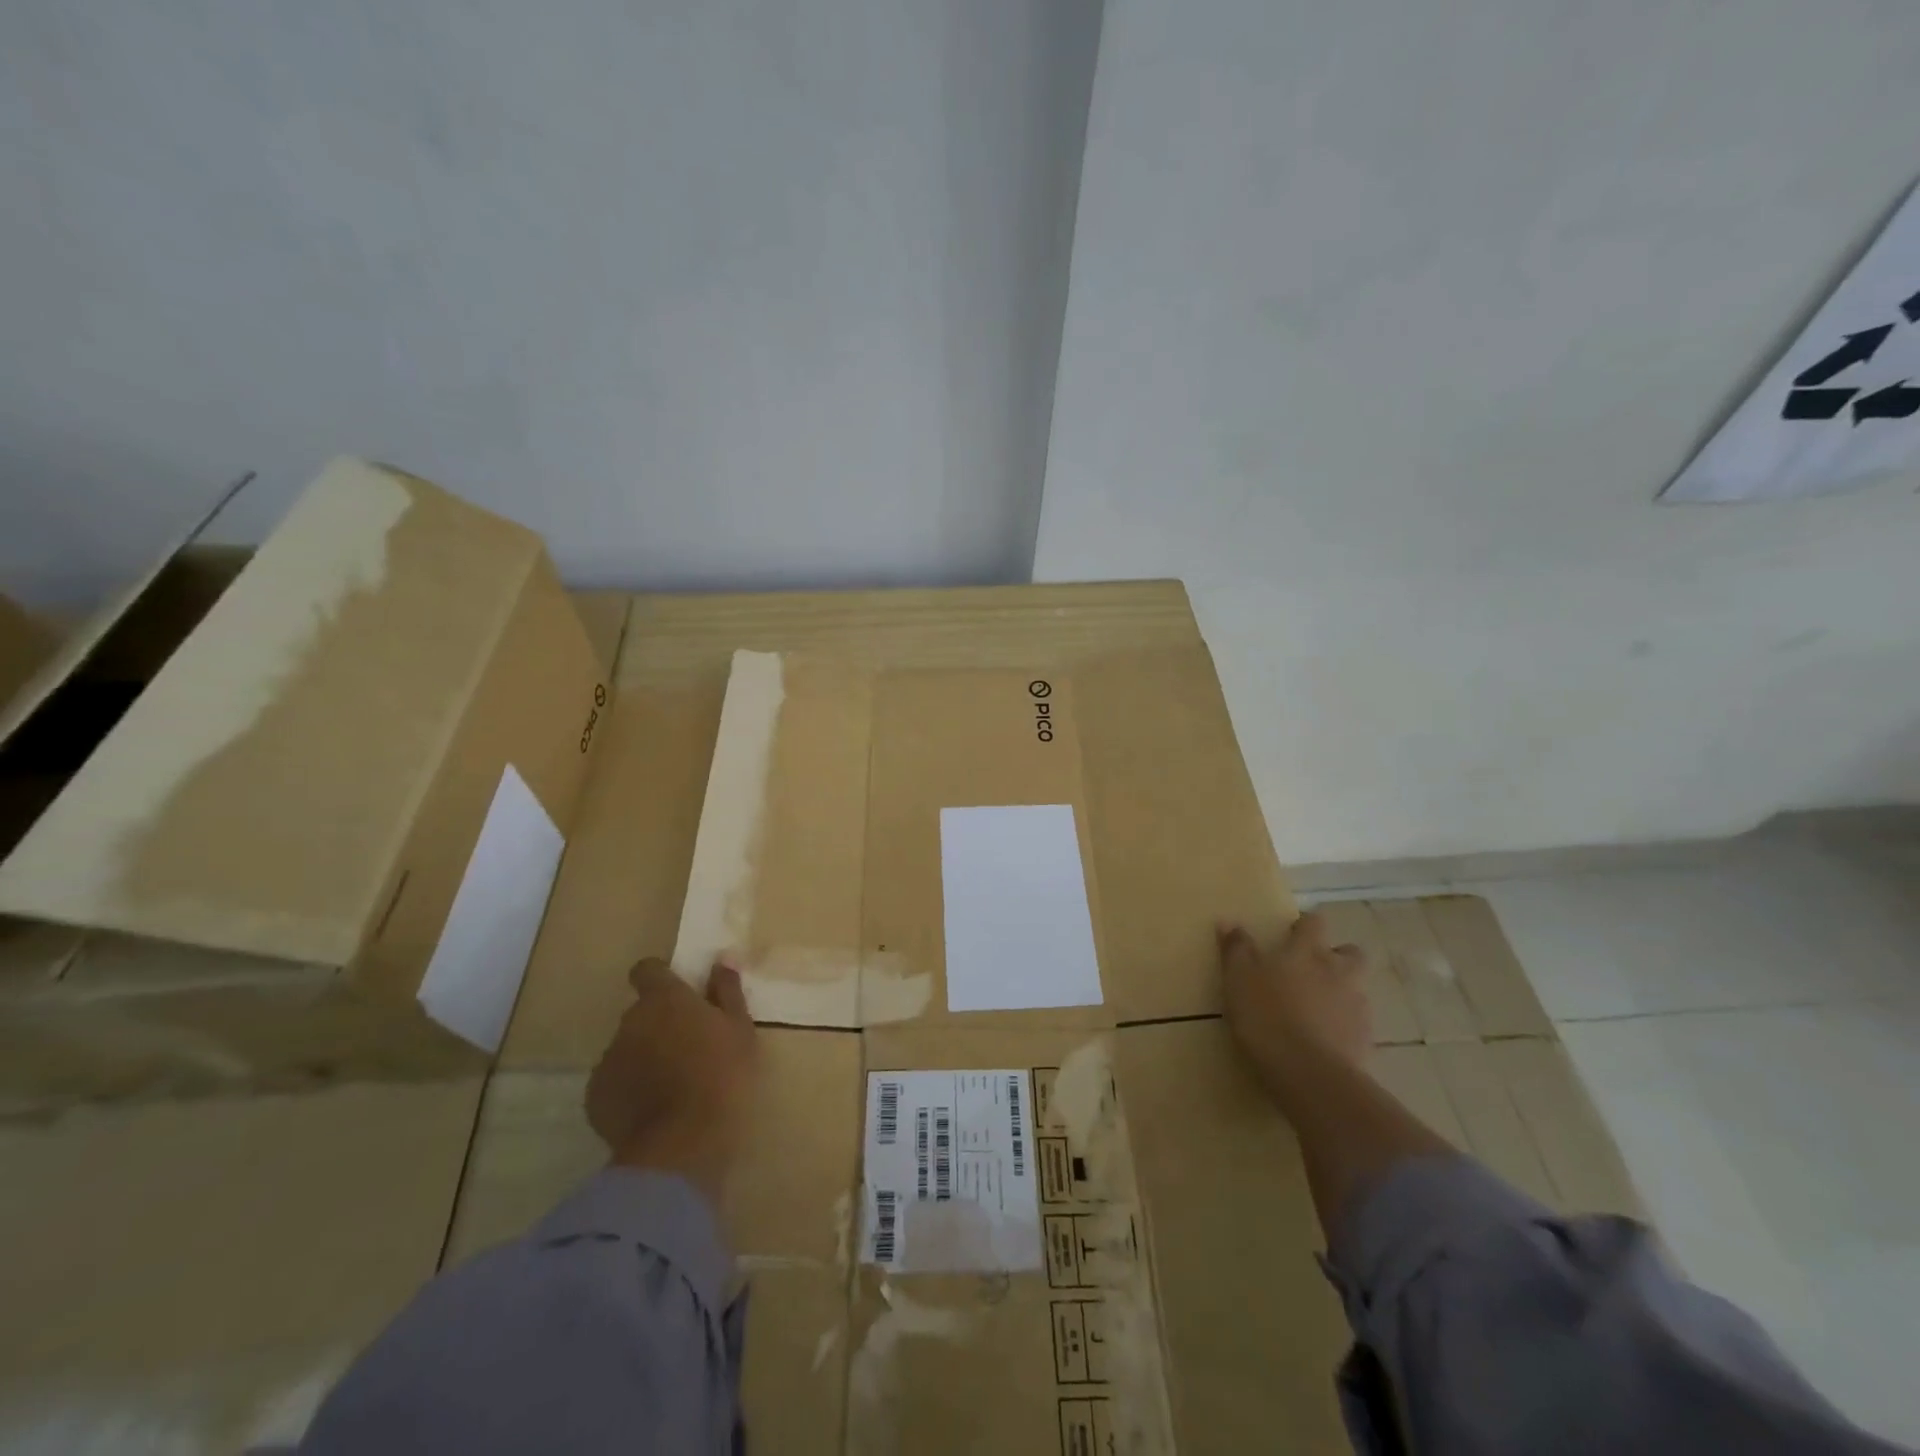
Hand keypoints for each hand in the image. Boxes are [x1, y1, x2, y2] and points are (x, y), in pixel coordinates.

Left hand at [585, 958, 758, 1204]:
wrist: (683, 1143)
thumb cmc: (722, 1075)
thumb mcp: (740, 1028)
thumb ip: (727, 990)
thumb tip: (721, 959)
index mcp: (664, 999)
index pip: (648, 970)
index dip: (660, 978)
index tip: (679, 994)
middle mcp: (629, 1021)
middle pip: (640, 1012)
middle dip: (658, 1023)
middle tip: (688, 1047)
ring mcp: (608, 1059)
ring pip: (627, 1048)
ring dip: (644, 1056)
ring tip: (672, 1084)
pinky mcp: (595, 1097)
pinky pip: (614, 1082)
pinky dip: (630, 1089)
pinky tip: (653, 1109)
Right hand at [1218, 912, 1369, 1111]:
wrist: (1309, 1073)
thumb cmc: (1266, 1016)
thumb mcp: (1238, 980)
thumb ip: (1236, 949)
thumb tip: (1228, 921)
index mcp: (1305, 952)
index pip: (1314, 923)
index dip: (1305, 925)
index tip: (1291, 933)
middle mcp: (1337, 971)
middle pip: (1350, 952)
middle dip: (1336, 956)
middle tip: (1313, 969)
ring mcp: (1356, 1005)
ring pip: (1357, 987)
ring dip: (1341, 991)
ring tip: (1317, 1008)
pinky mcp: (1365, 1038)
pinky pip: (1357, 1022)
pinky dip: (1344, 1024)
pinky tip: (1325, 1038)